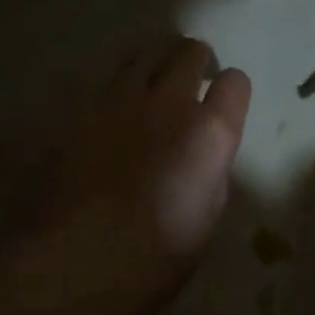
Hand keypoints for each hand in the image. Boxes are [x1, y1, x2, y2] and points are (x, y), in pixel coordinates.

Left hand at [0, 38, 250, 314]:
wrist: (78, 261)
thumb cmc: (158, 254)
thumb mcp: (208, 212)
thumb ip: (211, 168)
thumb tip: (203, 153)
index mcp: (210, 132)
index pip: (235, 82)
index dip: (232, 91)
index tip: (225, 104)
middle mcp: (169, 103)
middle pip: (188, 53)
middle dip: (196, 60)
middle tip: (193, 78)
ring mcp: (120, 102)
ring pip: (144, 54)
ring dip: (156, 62)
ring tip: (154, 81)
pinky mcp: (79, 111)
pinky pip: (106, 80)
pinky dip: (118, 85)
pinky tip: (114, 108)